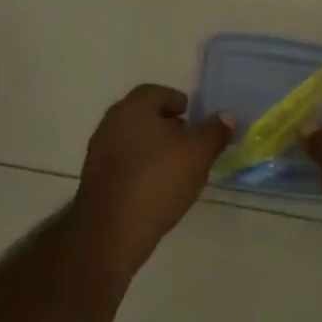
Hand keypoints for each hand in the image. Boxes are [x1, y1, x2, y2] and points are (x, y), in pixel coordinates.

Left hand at [75, 85, 232, 275]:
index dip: (179, 102)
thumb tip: (226, 116)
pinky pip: (124, 164)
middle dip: (168, 126)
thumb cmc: (158, 179)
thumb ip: (214, 132)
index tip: (195, 118)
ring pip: (133, 141)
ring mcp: (99, 152)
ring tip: (178, 168)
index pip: (157, 92)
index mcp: (133, 107)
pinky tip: (158, 188)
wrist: (112, 228)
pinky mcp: (95, 179)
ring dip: (154, 149)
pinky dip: (142, 169)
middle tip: (191, 143)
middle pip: (143, 116)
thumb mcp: (198, 153)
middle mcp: (111, 123)